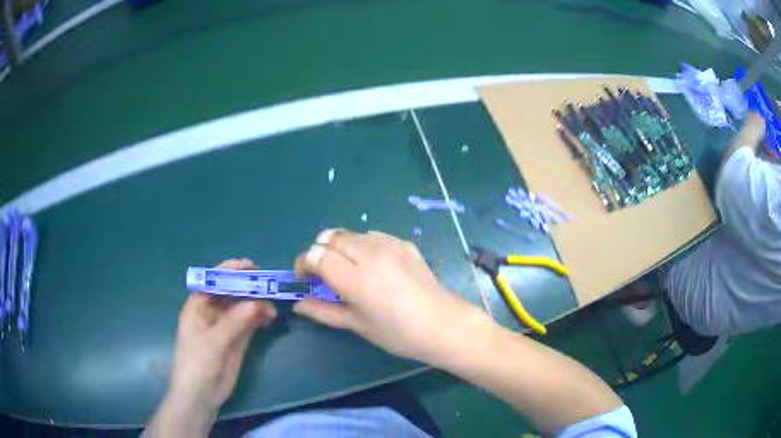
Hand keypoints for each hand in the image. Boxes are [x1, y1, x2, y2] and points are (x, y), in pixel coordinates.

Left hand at [152, 259, 275, 434]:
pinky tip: (269, 317)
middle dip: (248, 288)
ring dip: (256, 304)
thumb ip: (234, 322)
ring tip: (271, 309)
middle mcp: (212, 312)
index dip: (231, 271)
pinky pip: (249, 323)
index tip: (251, 266)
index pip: (214, 281)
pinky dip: (259, 318)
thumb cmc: (197, 364)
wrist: (201, 396)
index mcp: (198, 306)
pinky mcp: (237, 341)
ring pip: (242, 308)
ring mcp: (225, 327)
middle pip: (231, 293)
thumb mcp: (213, 342)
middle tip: (269, 287)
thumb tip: (257, 302)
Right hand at [293, 230, 486, 362]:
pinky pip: (373, 236)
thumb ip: (323, 311)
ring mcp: (389, 245)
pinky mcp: (404, 243)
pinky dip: (362, 246)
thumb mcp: (357, 325)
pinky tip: (372, 266)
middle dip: (320, 252)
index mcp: (355, 278)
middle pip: (330, 237)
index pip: (316, 255)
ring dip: (340, 247)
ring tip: (349, 270)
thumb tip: (298, 304)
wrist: (443, 324)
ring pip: (351, 234)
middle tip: (324, 274)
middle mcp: (369, 254)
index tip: (304, 278)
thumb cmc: (398, 333)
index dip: (304, 263)